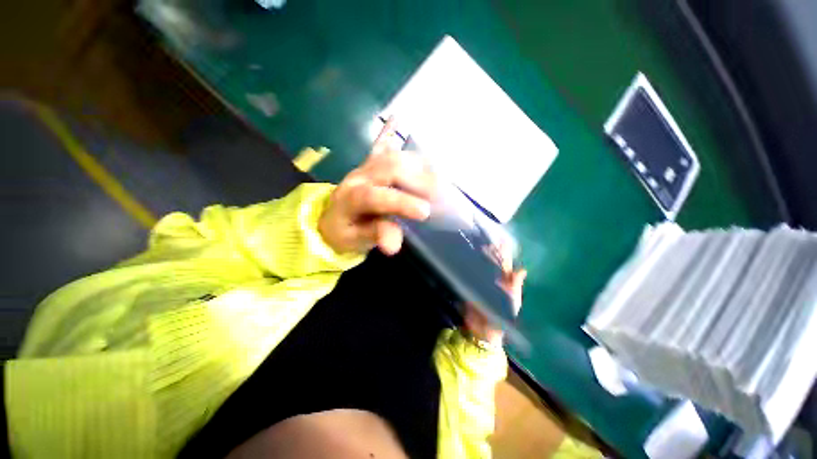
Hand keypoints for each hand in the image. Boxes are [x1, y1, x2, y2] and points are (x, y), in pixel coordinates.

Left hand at [318, 118, 435, 255]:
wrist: (330, 219)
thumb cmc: (344, 232)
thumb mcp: (356, 241)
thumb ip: (375, 237)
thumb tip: (394, 245)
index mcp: (352, 198)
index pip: (376, 197)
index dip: (401, 202)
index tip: (426, 212)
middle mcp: (359, 176)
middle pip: (389, 168)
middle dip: (416, 179)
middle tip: (438, 194)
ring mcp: (365, 166)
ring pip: (392, 155)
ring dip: (417, 163)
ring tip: (437, 175)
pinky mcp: (370, 163)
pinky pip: (379, 144)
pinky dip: (388, 131)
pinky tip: (397, 117)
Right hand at [463, 243, 525, 346]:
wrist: (486, 329)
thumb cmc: (503, 316)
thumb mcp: (512, 301)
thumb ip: (515, 285)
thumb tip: (523, 269)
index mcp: (505, 281)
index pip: (504, 263)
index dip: (504, 252)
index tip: (502, 240)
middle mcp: (493, 279)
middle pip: (491, 262)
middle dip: (490, 251)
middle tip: (487, 238)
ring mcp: (482, 283)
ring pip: (481, 266)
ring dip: (479, 256)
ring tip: (477, 244)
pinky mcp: (472, 287)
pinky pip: (470, 274)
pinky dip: (469, 266)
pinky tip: (466, 259)